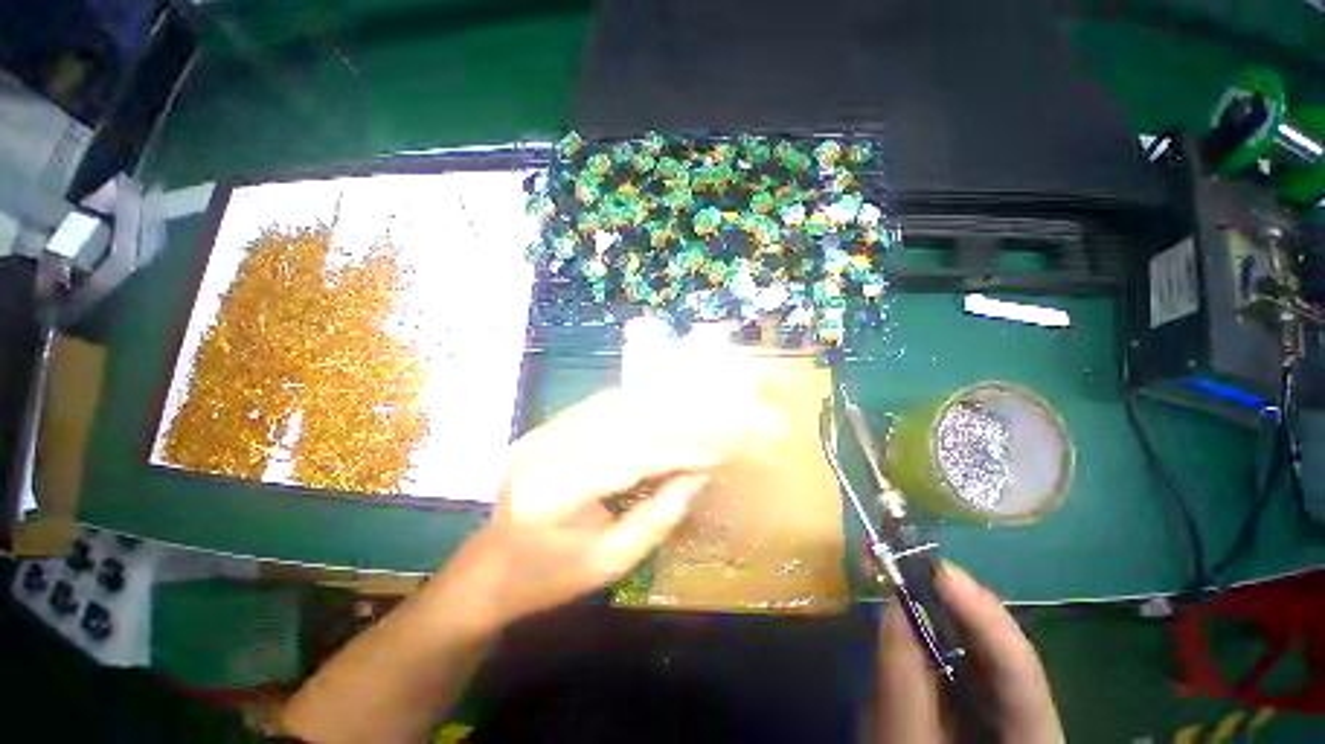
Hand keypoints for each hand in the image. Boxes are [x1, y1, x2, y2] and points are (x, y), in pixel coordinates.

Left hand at [466, 385, 781, 626]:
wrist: (489, 569)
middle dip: (672, 428)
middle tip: (708, 434)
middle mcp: (544, 451)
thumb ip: (658, 517)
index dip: (676, 453)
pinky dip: (632, 407)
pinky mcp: (543, 428)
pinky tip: (657, 413)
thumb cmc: (548, 577)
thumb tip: (697, 477)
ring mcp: (539, 434)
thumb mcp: (610, 562)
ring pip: (610, 407)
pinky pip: (596, 407)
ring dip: (655, 410)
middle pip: (622, 426)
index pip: (629, 458)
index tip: (713, 455)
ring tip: (691, 420)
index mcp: (554, 493)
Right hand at [874, 564, 1063, 742]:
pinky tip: (906, 615)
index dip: (983, 613)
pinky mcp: (975, 700)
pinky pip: (957, 658)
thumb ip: (903, 679)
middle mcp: (1025, 713)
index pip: (1019, 667)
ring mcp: (1001, 705)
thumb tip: (894, 603)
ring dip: (937, 608)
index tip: (939, 570)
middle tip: (906, 560)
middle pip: (998, 648)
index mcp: (1032, 735)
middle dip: (951, 599)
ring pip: (976, 648)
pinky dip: (929, 631)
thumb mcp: (904, 740)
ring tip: (901, 574)